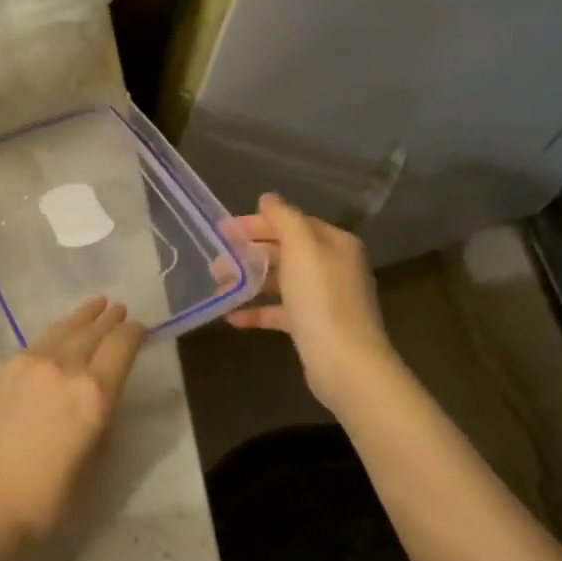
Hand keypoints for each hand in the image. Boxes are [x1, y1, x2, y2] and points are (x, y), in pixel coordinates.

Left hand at [0, 298, 147, 547]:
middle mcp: (65, 368)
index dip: (135, 333)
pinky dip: (56, 333)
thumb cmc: (48, 497)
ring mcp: (31, 364)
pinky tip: (58, 335)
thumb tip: (101, 399)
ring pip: (63, 330)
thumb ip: (102, 421)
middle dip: (110, 320)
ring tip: (96, 305)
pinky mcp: (6, 369)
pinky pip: (38, 342)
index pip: (121, 347)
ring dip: (83, 318)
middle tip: (119, 308)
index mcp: (95, 394)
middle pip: (93, 332)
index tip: (141, 328)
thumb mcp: (95, 463)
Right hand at [226, 193, 397, 411]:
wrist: (345, 362)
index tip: (224, 230)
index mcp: (334, 244)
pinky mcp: (312, 326)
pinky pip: (280, 311)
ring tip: (219, 286)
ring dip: (249, 281)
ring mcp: (323, 298)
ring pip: (280, 281)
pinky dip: (256, 311)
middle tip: (216, 260)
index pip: (292, 223)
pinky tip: (231, 317)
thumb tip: (268, 198)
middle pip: (285, 251)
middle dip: (249, 253)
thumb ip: (284, 219)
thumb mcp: (302, 248)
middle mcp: (332, 267)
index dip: (258, 223)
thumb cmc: (321, 298)